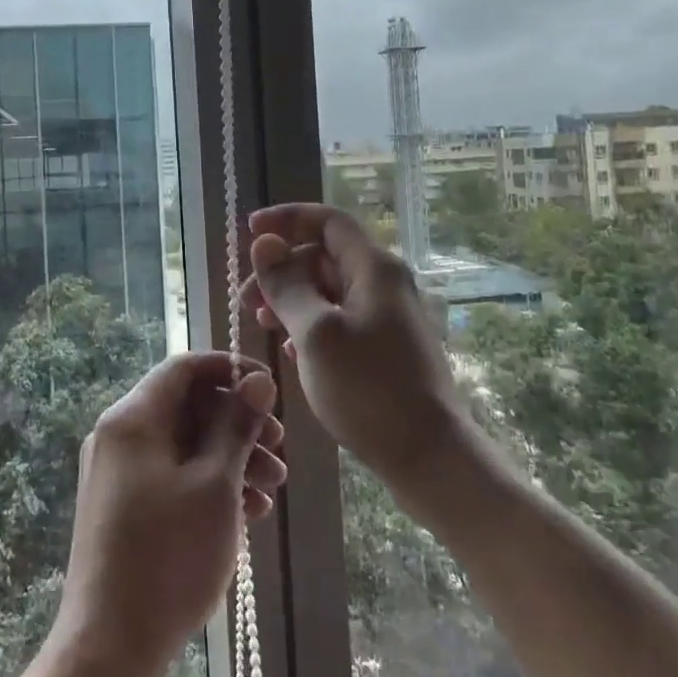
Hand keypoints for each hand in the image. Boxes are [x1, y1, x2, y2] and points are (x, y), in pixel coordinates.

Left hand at [53, 352, 286, 676]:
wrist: (109, 648)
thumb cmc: (168, 558)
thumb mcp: (215, 485)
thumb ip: (237, 425)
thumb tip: (258, 380)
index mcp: (133, 418)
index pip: (184, 367)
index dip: (230, 369)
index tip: (269, 389)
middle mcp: (119, 435)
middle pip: (187, 407)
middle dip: (238, 423)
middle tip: (280, 450)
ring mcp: (118, 473)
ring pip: (184, 444)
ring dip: (231, 458)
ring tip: (273, 489)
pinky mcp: (123, 506)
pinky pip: (172, 475)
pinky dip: (209, 484)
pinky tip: (248, 512)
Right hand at [240, 204, 466, 490]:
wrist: (431, 456)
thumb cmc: (370, 391)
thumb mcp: (315, 334)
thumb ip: (287, 285)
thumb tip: (264, 243)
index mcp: (374, 268)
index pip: (328, 221)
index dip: (287, 219)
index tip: (249, 231)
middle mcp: (386, 282)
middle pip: (325, 256)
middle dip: (282, 268)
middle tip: (246, 300)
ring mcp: (389, 315)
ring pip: (331, 290)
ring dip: (293, 298)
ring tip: (262, 324)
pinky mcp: (388, 346)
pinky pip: (342, 319)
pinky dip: (311, 323)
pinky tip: (290, 348)